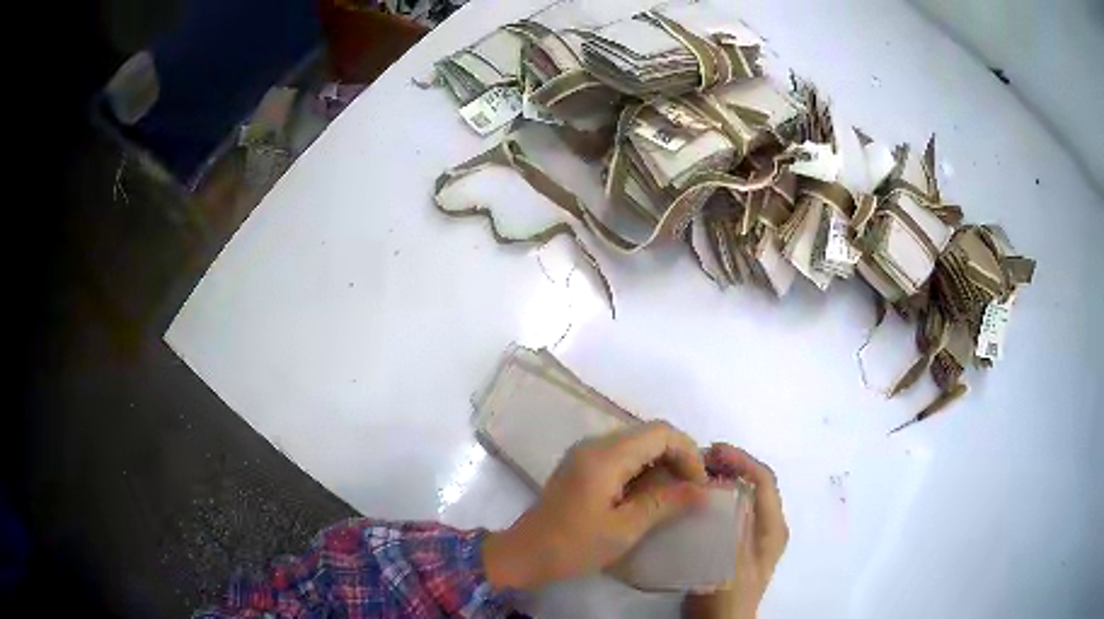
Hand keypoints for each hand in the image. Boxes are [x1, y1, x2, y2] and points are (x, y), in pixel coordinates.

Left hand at [484, 421, 708, 590]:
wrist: (524, 554)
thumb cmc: (573, 546)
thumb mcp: (624, 529)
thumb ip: (665, 504)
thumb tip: (704, 491)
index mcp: (606, 456)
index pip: (661, 432)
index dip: (688, 453)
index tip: (699, 485)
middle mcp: (595, 444)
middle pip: (650, 434)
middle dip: (678, 457)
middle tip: (692, 491)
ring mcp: (586, 453)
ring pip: (637, 443)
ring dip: (662, 463)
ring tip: (676, 495)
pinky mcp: (582, 465)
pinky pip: (622, 455)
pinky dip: (643, 469)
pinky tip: (650, 495)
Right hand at [684, 444, 787, 618]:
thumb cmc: (729, 594)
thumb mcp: (733, 561)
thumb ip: (734, 525)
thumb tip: (728, 487)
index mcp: (773, 526)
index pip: (763, 479)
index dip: (741, 460)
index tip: (712, 451)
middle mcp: (768, 525)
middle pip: (754, 483)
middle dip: (729, 466)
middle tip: (698, 460)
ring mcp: (753, 535)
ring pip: (741, 496)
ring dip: (721, 481)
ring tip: (694, 475)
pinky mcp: (737, 543)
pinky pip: (730, 510)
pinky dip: (715, 499)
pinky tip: (695, 502)